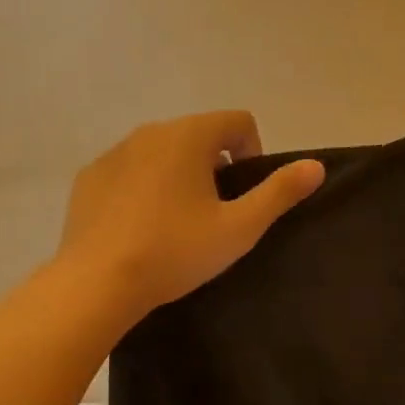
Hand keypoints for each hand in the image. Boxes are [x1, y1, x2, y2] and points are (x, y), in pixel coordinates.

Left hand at [58, 111, 324, 324]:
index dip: (254, 153)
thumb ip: (279, 193)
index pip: (238, 122)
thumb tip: (316, 165)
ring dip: (177, 176)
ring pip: (160, 153)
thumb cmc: (176, 251)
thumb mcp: (239, 228)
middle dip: (214, 167)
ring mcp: (113, 153)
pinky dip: (142, 189)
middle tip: (214, 215)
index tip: (245, 195)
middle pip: (198, 135)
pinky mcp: (89, 178)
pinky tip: (140, 228)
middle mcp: (149, 131)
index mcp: (189, 136)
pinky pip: (128, 172)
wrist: (98, 282)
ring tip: (176, 224)